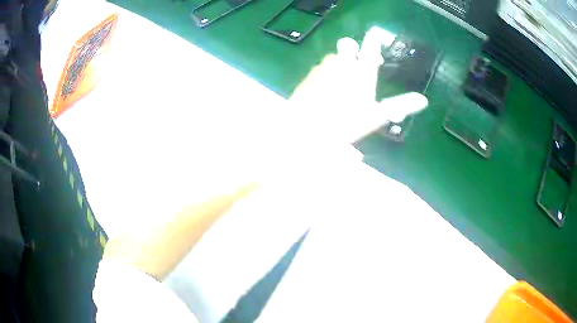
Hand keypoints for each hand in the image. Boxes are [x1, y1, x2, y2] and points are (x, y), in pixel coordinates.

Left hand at [290, 31, 428, 143]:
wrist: (306, 128)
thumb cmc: (346, 123)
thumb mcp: (376, 116)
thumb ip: (400, 105)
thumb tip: (423, 100)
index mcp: (362, 72)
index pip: (370, 48)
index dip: (374, 41)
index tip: (375, 37)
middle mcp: (342, 65)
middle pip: (347, 45)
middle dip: (352, 48)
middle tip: (356, 59)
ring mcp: (323, 69)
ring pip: (332, 57)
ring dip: (339, 62)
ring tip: (342, 78)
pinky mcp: (308, 77)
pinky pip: (319, 68)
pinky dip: (325, 72)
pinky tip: (325, 88)